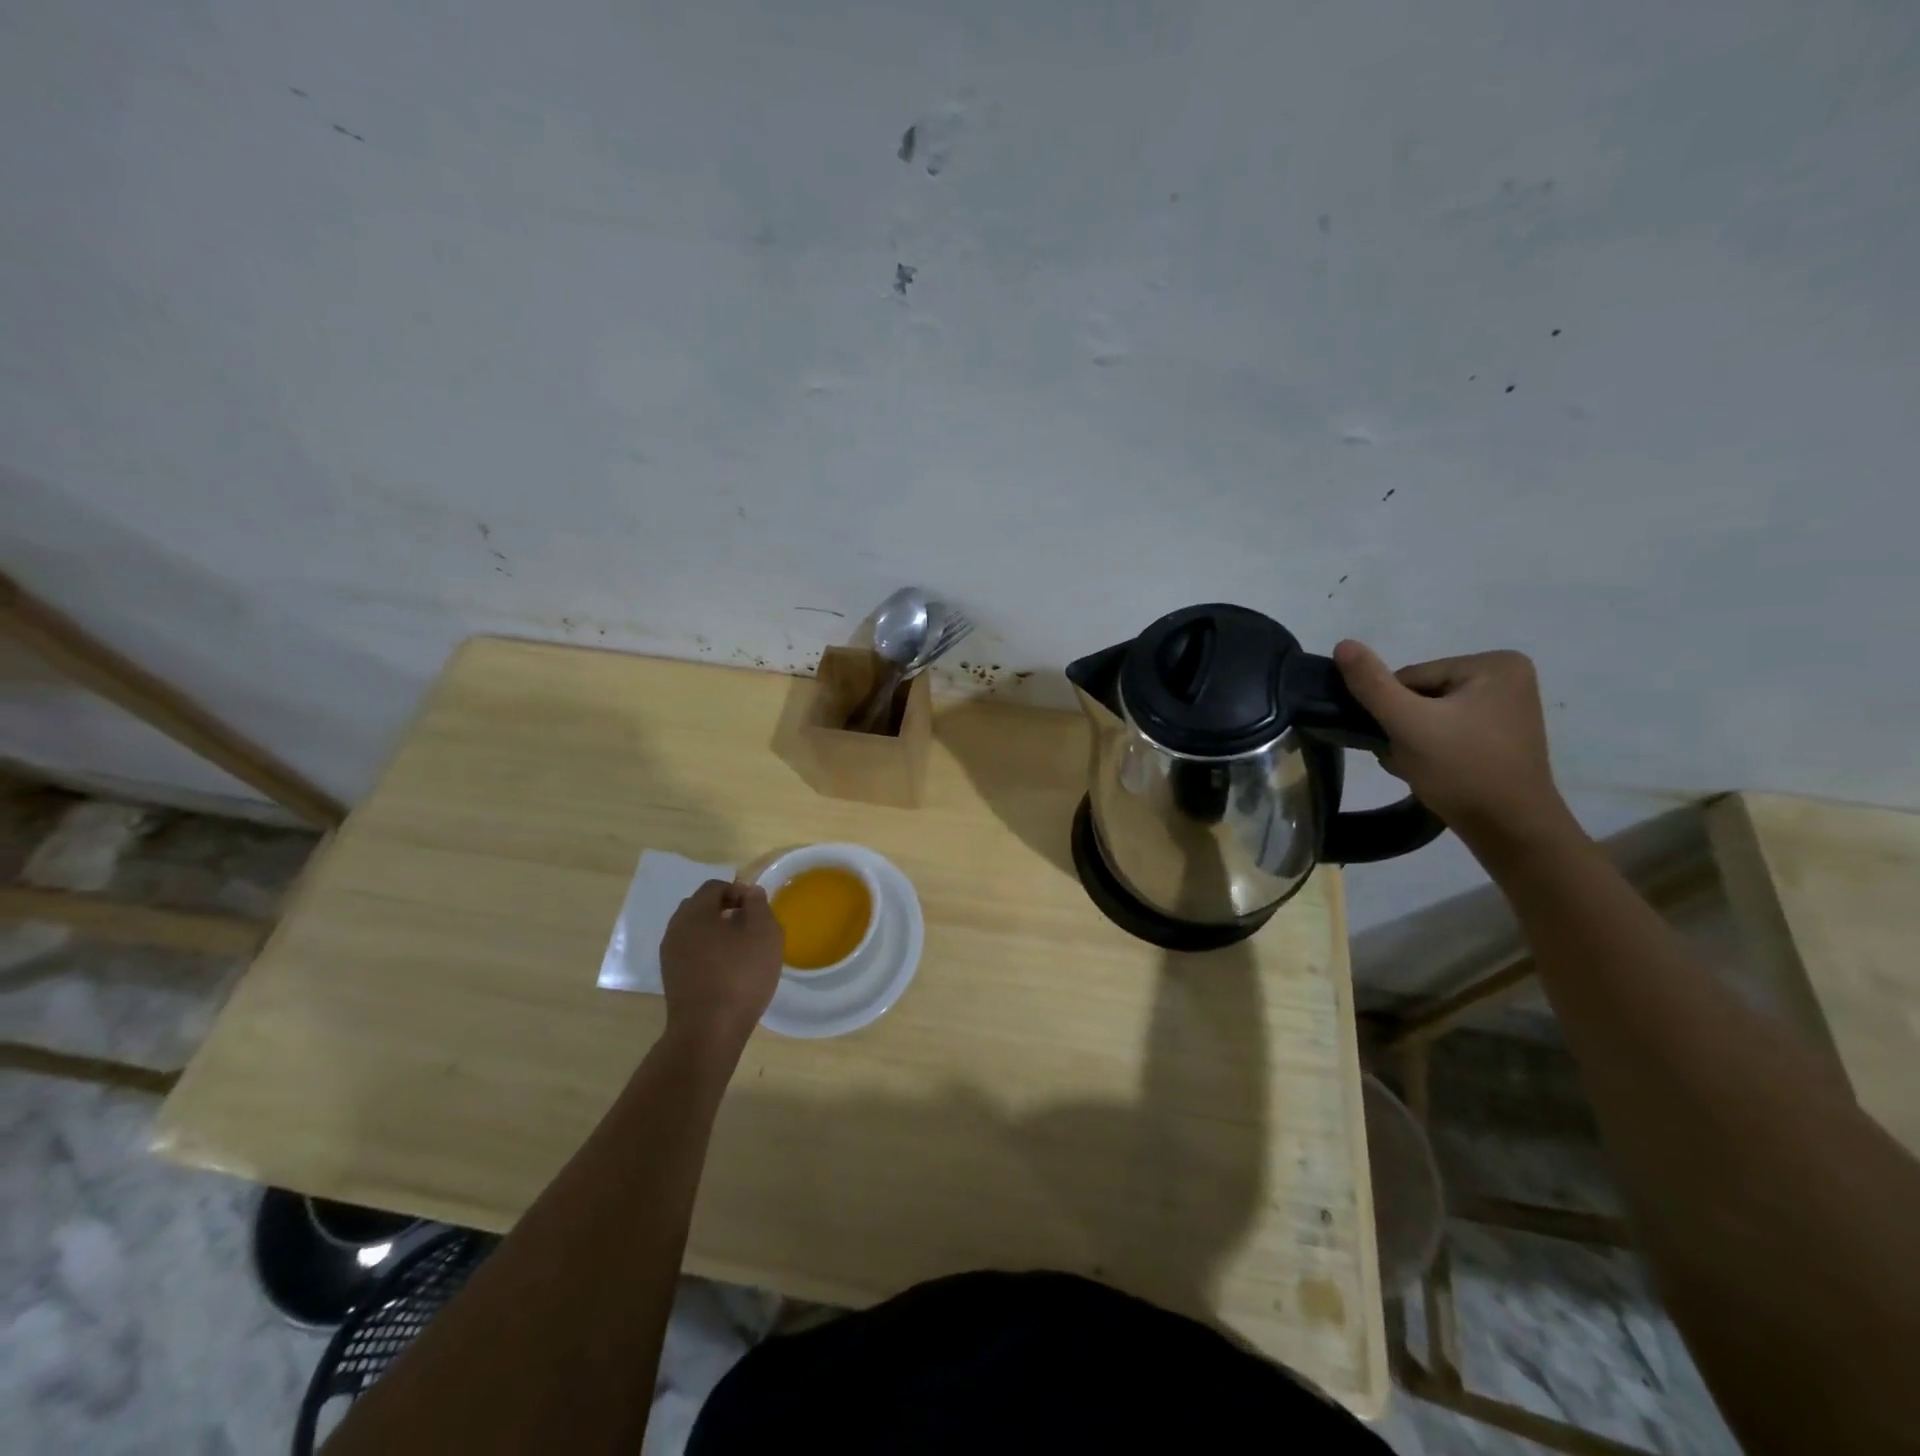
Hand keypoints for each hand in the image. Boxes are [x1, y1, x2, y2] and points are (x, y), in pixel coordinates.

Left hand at [658, 880, 782, 1053]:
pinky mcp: (672, 978)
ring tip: (741, 950)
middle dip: (725, 909)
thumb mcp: (763, 933)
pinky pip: (691, 953)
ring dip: (717, 933)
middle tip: (750, 926)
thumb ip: (758, 905)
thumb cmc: (740, 975)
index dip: (739, 891)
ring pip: (695, 931)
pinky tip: (727, 970)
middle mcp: (676, 928)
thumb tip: (749, 892)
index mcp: (695, 912)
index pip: (715, 887)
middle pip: (701, 907)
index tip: (758, 909)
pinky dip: (708, 953)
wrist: (708, 1031)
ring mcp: (670, 955)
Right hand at [1333, 641, 1575, 847]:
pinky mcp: (1501, 735)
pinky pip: (1448, 730)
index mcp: (1494, 664)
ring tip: (1420, 767)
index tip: (1400, 740)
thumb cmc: (1463, 770)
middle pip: (1421, 695)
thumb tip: (1343, 643)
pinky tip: (1432, 771)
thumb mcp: (1409, 724)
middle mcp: (1507, 677)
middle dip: (1404, 727)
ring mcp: (1507, 707)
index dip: (1394, 710)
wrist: (1510, 831)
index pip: (1412, 677)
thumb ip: (1372, 684)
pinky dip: (1431, 749)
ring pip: (1430, 715)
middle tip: (1409, 758)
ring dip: (1412, 740)